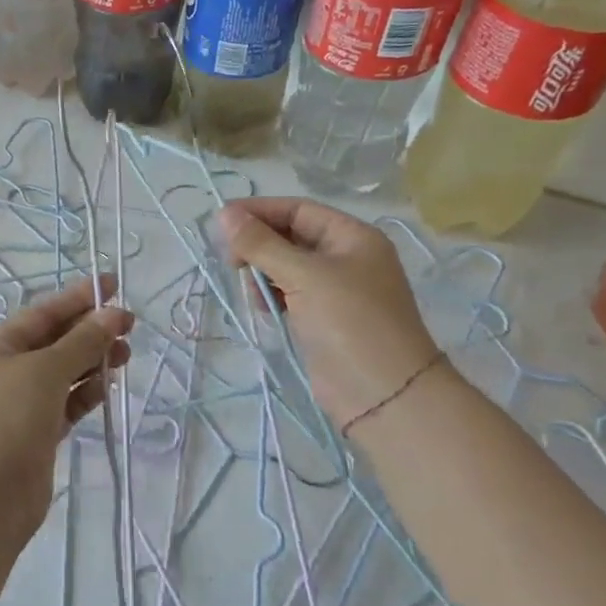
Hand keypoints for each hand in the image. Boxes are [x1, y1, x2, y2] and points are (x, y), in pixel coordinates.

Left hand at [0, 275, 133, 528]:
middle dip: (91, 330)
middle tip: (130, 325)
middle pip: (56, 341)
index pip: (44, 312)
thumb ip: (82, 342)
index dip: (79, 297)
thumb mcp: (46, 369)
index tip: (113, 284)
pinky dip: (87, 392)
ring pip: (64, 373)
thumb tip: (113, 314)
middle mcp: (8, 370)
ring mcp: (22, 404)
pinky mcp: (38, 434)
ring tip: (127, 353)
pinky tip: (109, 385)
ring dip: (94, 361)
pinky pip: (67, 403)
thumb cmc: (9, 417)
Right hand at [217, 198, 442, 426]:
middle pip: (290, 236)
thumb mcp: (304, 276)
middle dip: (259, 245)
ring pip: (285, 266)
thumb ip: (261, 244)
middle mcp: (346, 257)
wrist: (384, 395)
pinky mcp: (323, 317)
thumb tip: (224, 214)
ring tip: (253, 292)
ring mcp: (335, 289)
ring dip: (262, 272)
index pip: (298, 210)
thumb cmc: (350, 323)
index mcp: (352, 237)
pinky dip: (271, 295)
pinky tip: (264, 308)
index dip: (259, 211)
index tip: (221, 222)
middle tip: (232, 262)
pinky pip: (289, 293)